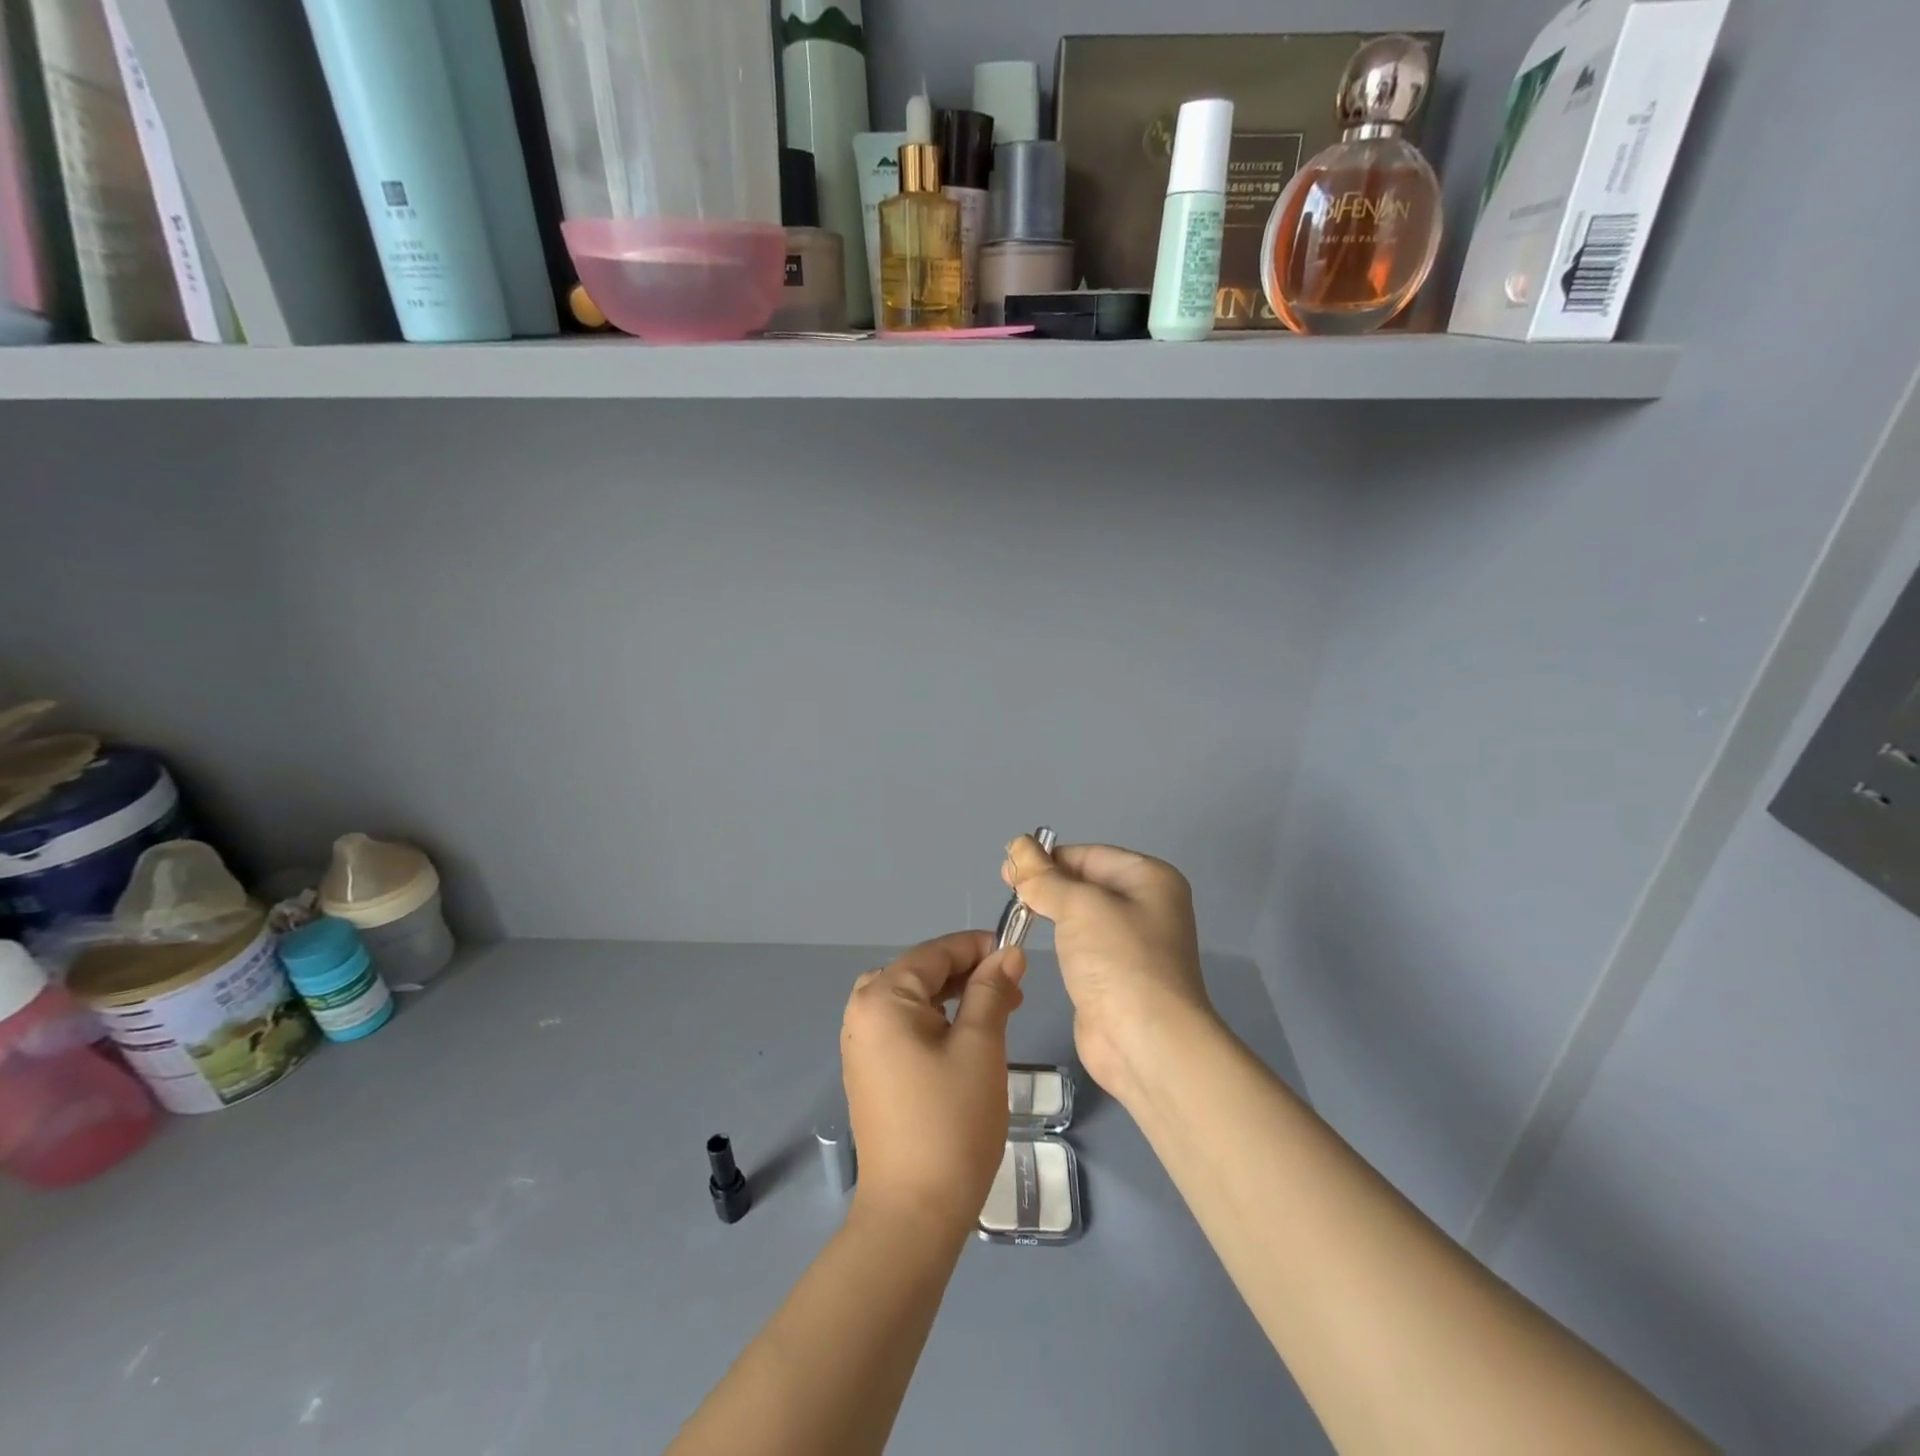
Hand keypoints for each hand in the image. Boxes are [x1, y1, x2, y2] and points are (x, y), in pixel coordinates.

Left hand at [841, 932, 1025, 1237]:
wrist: (913, 1214)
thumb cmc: (951, 1122)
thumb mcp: (980, 1046)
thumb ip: (991, 991)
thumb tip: (1008, 953)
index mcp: (882, 998)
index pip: (934, 953)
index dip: (978, 948)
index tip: (1018, 957)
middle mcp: (862, 1012)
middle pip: (921, 973)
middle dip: (969, 975)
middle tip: (1013, 993)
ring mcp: (861, 1044)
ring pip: (914, 1000)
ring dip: (955, 998)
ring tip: (997, 1013)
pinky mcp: (869, 1071)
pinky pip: (904, 1027)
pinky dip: (937, 1022)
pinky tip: (967, 1038)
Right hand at [1002, 838, 1216, 1104]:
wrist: (1146, 1043)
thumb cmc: (1119, 961)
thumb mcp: (1079, 906)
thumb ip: (1044, 877)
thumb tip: (1018, 846)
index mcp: (1150, 878)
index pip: (1089, 855)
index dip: (1048, 857)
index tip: (1008, 868)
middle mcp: (1146, 906)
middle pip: (1086, 882)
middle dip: (1047, 882)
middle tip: (1006, 887)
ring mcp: (1131, 944)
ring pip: (1081, 915)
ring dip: (1050, 910)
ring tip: (1014, 912)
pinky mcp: (1114, 976)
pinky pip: (1080, 945)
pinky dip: (1058, 940)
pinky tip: (1033, 940)